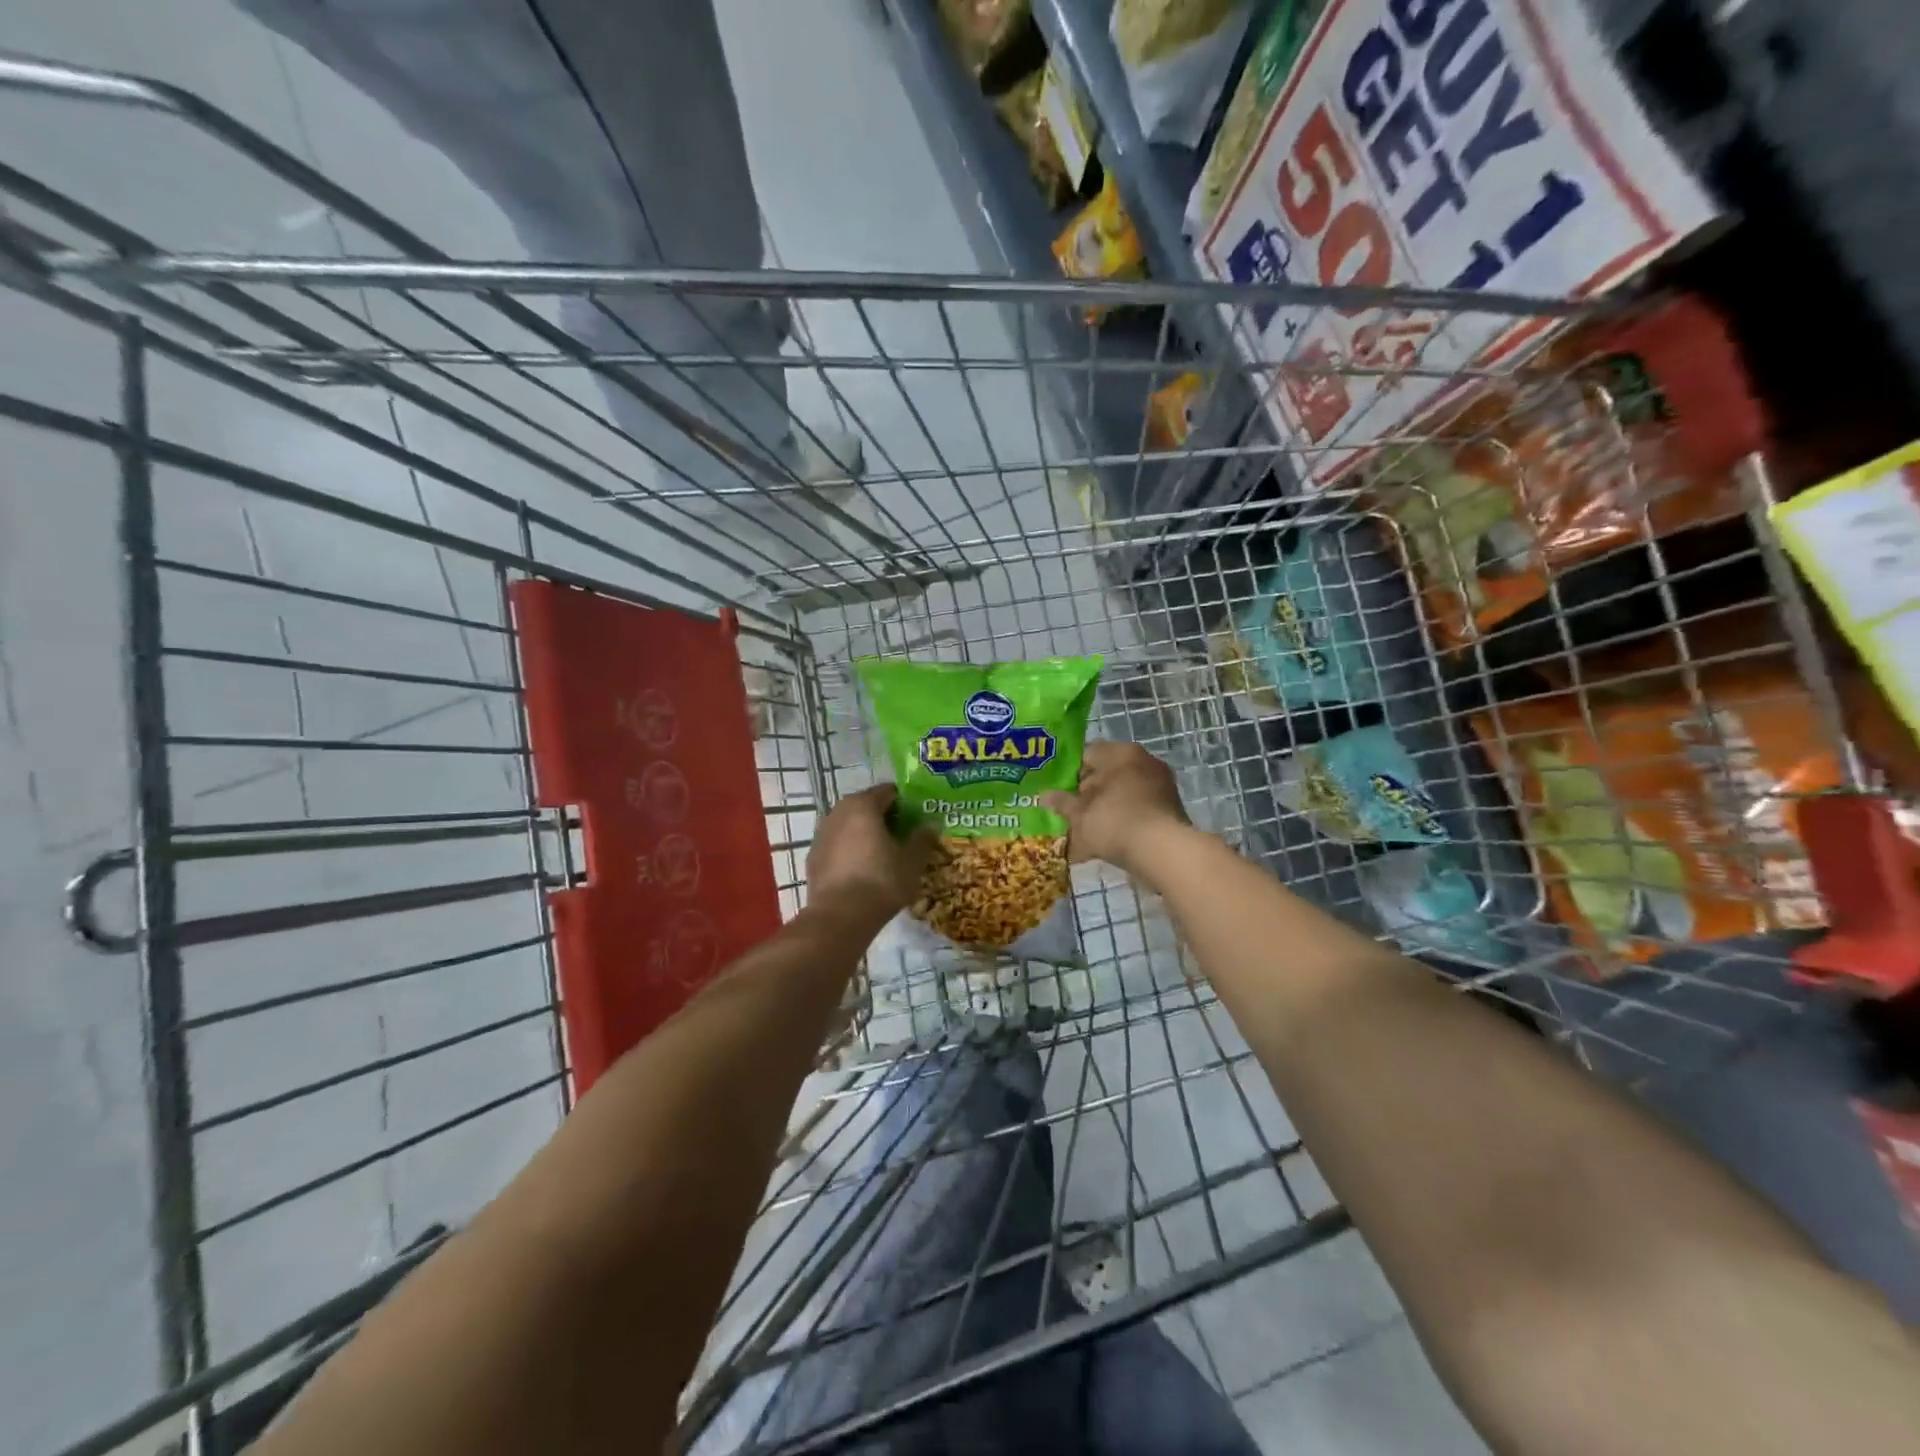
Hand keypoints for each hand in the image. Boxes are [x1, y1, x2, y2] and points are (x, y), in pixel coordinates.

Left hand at [806, 784, 933, 915]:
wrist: (839, 917)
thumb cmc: (881, 881)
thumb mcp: (912, 861)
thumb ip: (923, 838)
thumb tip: (932, 824)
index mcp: (863, 805)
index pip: (888, 792)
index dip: (906, 803)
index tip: (918, 818)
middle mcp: (838, 811)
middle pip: (866, 806)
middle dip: (885, 817)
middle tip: (904, 836)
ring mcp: (821, 833)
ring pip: (849, 825)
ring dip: (865, 833)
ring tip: (884, 853)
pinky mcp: (813, 856)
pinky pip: (837, 844)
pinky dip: (850, 850)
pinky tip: (862, 869)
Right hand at [1040, 741, 1189, 873]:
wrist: (1162, 851)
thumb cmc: (1114, 821)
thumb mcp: (1079, 814)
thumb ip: (1061, 802)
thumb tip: (1043, 796)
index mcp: (1120, 752)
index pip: (1087, 754)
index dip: (1068, 773)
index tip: (1057, 792)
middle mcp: (1144, 761)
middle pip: (1107, 774)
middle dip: (1088, 793)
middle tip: (1070, 812)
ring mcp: (1161, 785)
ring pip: (1122, 793)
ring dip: (1105, 808)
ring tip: (1086, 830)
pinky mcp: (1170, 808)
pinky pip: (1137, 810)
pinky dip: (1122, 821)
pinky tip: (1107, 840)